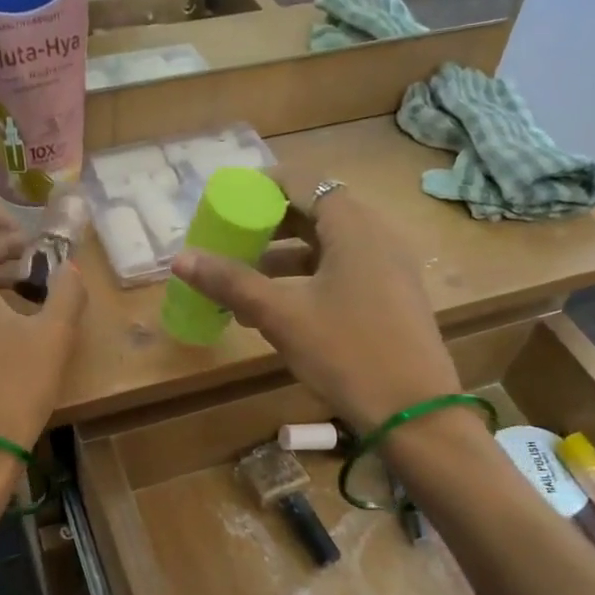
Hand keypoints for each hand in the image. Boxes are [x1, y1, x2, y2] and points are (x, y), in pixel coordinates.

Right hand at [169, 180, 458, 433]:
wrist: (414, 412)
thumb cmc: (346, 351)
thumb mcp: (281, 315)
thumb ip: (231, 282)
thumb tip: (180, 259)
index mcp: (353, 226)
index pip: (303, 182)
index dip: (262, 189)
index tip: (229, 207)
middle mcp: (377, 235)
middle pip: (315, 212)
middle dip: (269, 226)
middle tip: (231, 243)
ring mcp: (389, 267)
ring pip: (328, 246)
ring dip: (286, 257)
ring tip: (245, 282)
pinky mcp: (392, 296)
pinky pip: (343, 271)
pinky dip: (309, 278)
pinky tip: (280, 310)